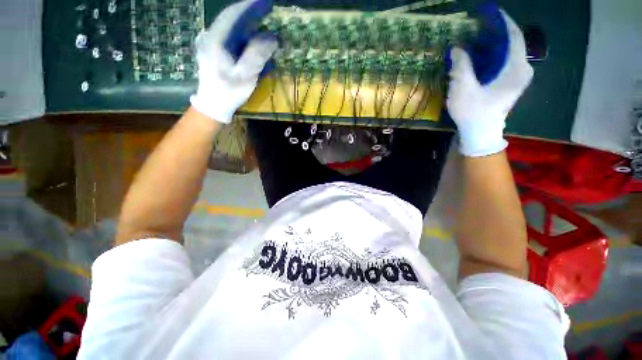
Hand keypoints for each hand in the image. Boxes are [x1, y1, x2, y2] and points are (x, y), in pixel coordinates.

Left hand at [190, 0, 277, 123]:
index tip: (265, 3)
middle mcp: (213, 37)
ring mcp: (214, 44)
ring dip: (248, 24)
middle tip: (267, 10)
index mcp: (216, 40)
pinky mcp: (218, 51)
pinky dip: (245, 36)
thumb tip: (272, 38)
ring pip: (232, 28)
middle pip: (232, 19)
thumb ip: (257, 55)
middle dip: (250, 13)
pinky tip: (254, 39)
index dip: (250, 7)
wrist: (213, 104)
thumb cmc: (229, 91)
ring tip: (264, 23)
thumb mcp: (245, 75)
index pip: (233, 15)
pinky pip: (232, 38)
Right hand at [446, 10, 533, 156]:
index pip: (514, 36)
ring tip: (476, 38)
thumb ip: (461, 66)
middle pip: (512, 43)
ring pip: (508, 53)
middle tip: (477, 26)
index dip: (502, 22)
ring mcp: (517, 78)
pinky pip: (504, 62)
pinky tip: (479, 56)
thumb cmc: (473, 112)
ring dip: (493, 44)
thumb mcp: (463, 89)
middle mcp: (522, 70)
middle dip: (496, 32)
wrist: (480, 133)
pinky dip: (493, 55)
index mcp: (516, 69)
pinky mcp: (509, 84)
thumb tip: (457, 48)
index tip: (489, 12)